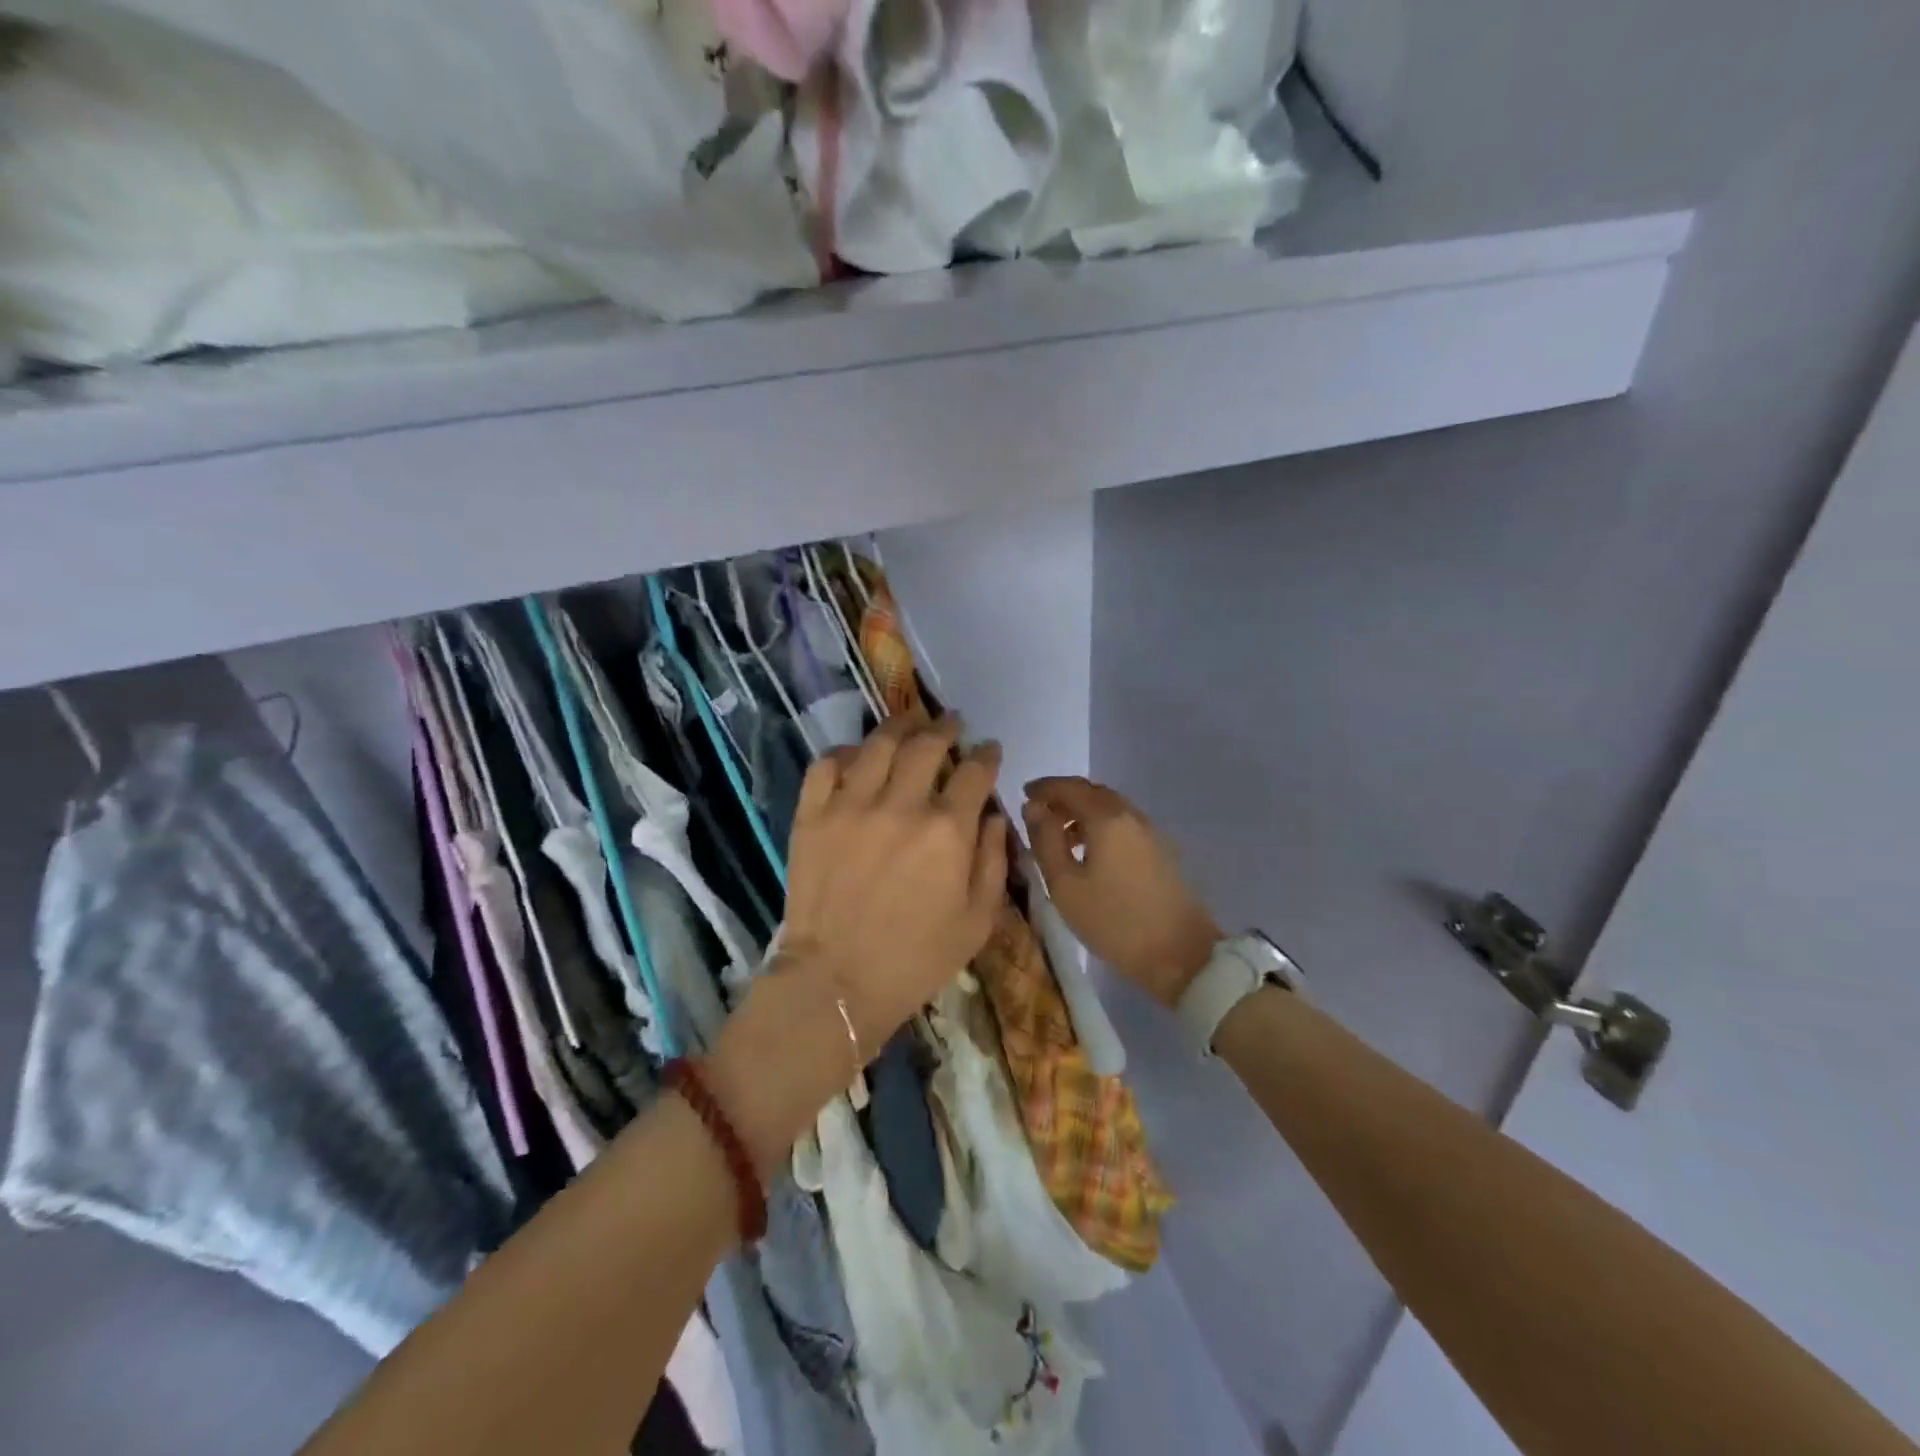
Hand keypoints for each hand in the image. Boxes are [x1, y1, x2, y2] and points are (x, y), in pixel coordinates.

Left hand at [783, 713, 1006, 1051]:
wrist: (837, 983)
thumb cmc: (916, 959)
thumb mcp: (978, 921)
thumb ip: (994, 861)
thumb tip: (995, 816)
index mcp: (947, 831)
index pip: (974, 772)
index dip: (986, 754)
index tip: (988, 749)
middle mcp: (900, 805)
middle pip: (927, 745)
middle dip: (945, 727)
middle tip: (951, 723)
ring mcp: (850, 806)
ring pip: (878, 744)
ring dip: (900, 726)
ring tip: (910, 723)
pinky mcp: (811, 816)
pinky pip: (826, 765)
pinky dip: (845, 752)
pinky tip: (857, 755)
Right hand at [1022, 776, 1220, 1007]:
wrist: (1180, 954)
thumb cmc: (1113, 920)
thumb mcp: (1065, 884)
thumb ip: (1045, 840)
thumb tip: (1033, 807)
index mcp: (1106, 818)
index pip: (1069, 787)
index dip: (1044, 787)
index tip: (1023, 794)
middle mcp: (1131, 815)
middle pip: (1092, 792)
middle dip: (1063, 797)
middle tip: (1039, 813)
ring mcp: (1150, 832)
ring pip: (1110, 808)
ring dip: (1082, 812)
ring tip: (1060, 837)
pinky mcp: (1160, 850)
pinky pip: (1123, 824)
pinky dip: (1100, 826)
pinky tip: (1089, 852)